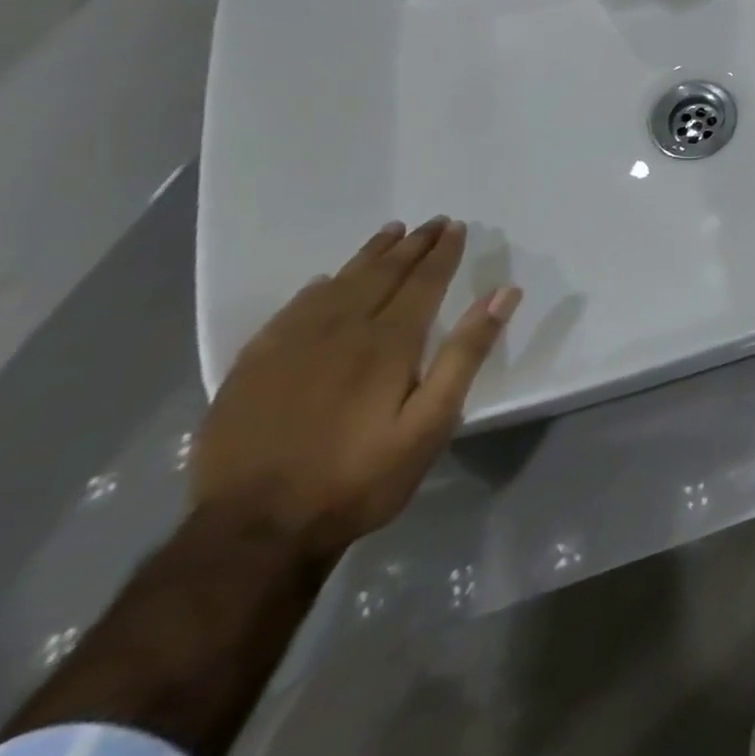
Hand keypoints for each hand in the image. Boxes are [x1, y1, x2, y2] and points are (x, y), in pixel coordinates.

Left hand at [192, 217, 519, 558]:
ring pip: (336, 284)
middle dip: (410, 246)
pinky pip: (290, 312)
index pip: (423, 281)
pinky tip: (322, 281)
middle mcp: (340, 330)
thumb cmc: (359, 478)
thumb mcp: (431, 423)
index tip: (455, 226)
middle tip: (430, 222)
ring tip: (389, 233)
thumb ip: (466, 354)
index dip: (442, 253)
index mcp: (388, 342)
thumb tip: (502, 294)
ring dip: (368, 256)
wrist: (253, 533)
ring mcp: (290, 347)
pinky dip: (314, 289)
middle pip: (381, 274)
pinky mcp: (252, 368)